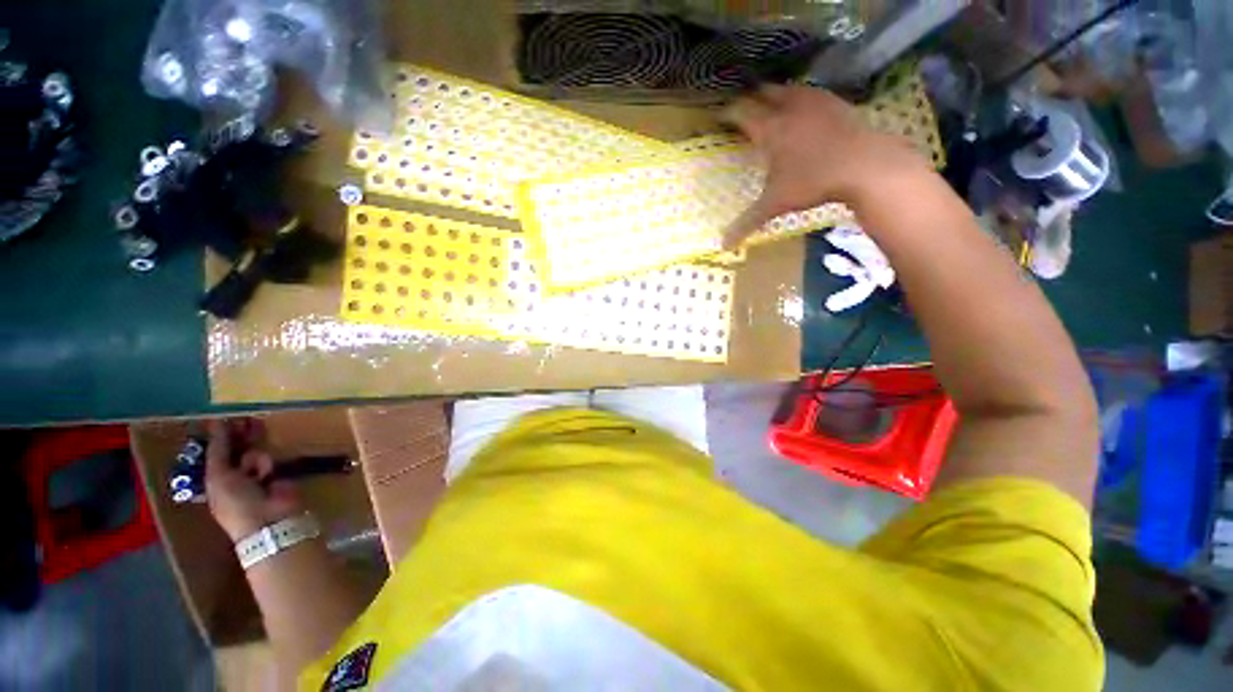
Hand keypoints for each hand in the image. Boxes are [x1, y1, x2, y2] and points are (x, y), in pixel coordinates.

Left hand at [204, 419, 303, 541]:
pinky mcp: (275, 475)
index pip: (215, 454)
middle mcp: (232, 476)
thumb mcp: (219, 476)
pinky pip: (268, 461)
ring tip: (257, 455)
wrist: (268, 519)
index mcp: (213, 480)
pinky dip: (266, 464)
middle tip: (247, 421)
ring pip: (252, 454)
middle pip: (236, 450)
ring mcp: (254, 476)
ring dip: (253, 454)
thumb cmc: (236, 502)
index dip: (219, 438)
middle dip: (240, 437)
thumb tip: (218, 423)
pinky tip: (268, 472)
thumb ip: (218, 450)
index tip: (226, 420)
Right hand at [721, 85, 931, 247]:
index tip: (719, 117)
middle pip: (763, 92)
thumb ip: (748, 222)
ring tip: (769, 107)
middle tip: (742, 111)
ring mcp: (814, 101)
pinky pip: (809, 92)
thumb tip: (724, 245)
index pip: (741, 112)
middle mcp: (789, 108)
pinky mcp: (835, 102)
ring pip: (786, 89)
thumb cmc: (814, 182)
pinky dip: (798, 98)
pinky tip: (802, 111)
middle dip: (750, 99)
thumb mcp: (776, 204)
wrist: (866, 165)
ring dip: (774, 95)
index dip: (727, 113)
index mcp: (770, 129)